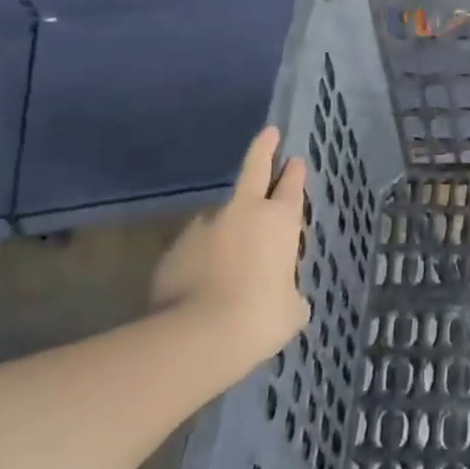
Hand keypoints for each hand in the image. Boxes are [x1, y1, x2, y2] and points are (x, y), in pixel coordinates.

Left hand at [150, 127, 310, 373]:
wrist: (200, 334)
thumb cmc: (262, 317)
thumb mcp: (292, 308)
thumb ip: (288, 291)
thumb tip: (279, 293)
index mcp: (279, 221)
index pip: (291, 186)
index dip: (294, 172)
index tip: (295, 159)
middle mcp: (243, 213)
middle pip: (254, 169)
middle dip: (264, 149)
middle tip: (269, 133)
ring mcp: (204, 227)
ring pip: (221, 216)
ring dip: (229, 226)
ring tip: (232, 257)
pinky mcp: (174, 249)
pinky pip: (196, 247)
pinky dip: (203, 257)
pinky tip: (205, 281)